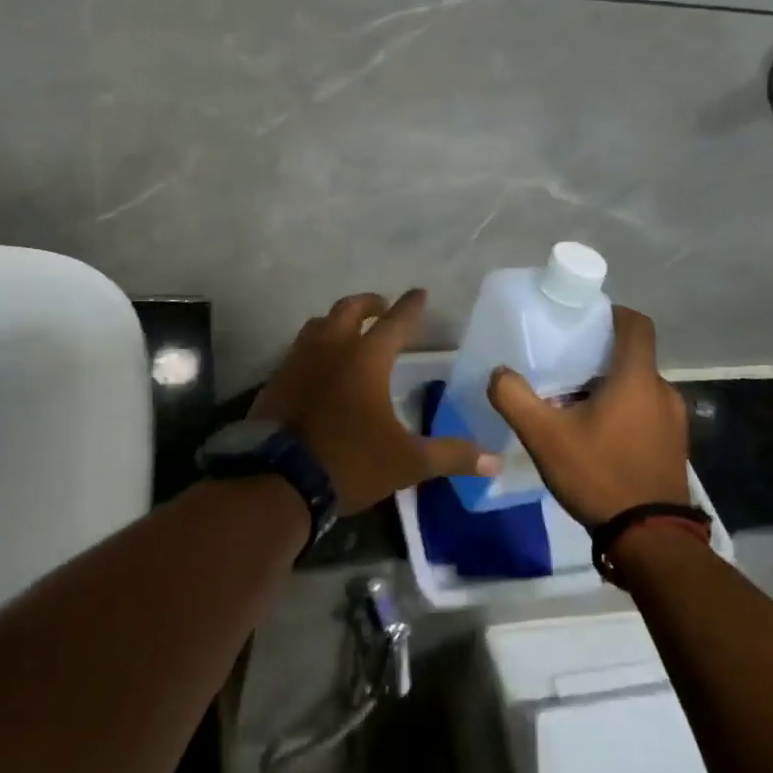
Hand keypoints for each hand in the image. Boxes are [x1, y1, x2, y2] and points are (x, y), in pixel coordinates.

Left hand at [252, 290, 499, 514]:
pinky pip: (299, 350)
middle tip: (382, 306)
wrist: (278, 479)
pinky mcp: (277, 379)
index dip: (410, 306)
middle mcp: (331, 348)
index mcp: (366, 358)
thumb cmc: (349, 462)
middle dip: (369, 302)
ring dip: (337, 320)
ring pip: (318, 324)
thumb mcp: (407, 462)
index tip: (419, 292)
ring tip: (349, 330)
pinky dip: (315, 347)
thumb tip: (495, 460)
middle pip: (349, 308)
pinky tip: (319, 366)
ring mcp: (298, 360)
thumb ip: (451, 455)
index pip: (395, 321)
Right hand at [486, 306, 688, 527]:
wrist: (651, 540)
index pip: (636, 324)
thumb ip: (514, 398)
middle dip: (599, 355)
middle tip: (563, 366)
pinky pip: (646, 413)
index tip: (583, 318)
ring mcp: (673, 421)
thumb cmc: (598, 474)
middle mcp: (663, 392)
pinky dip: (622, 411)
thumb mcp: (544, 436)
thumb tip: (499, 373)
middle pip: (632, 357)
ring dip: (609, 387)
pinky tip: (595, 436)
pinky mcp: (674, 447)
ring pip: (638, 387)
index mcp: (637, 378)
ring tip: (573, 404)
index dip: (612, 313)